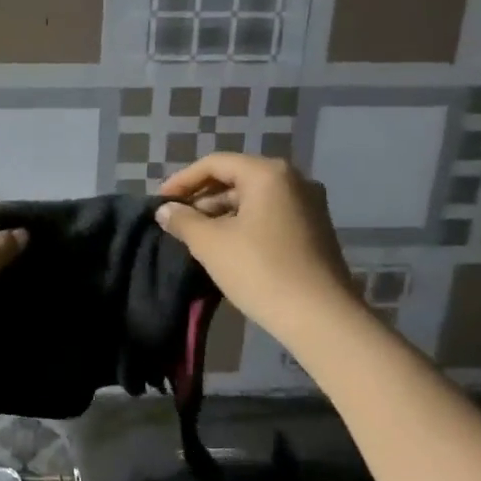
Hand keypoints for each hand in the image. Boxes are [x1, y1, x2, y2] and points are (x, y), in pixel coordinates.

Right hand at [155, 154, 355, 341]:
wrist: (320, 317)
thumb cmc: (260, 271)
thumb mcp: (211, 244)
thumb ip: (183, 221)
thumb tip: (165, 210)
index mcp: (268, 173)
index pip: (215, 163)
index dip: (182, 180)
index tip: (160, 202)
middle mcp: (294, 180)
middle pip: (237, 177)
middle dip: (202, 196)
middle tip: (176, 219)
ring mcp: (309, 205)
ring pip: (254, 198)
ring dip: (221, 212)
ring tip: (196, 234)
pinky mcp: (315, 229)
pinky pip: (270, 214)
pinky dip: (244, 222)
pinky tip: (226, 245)